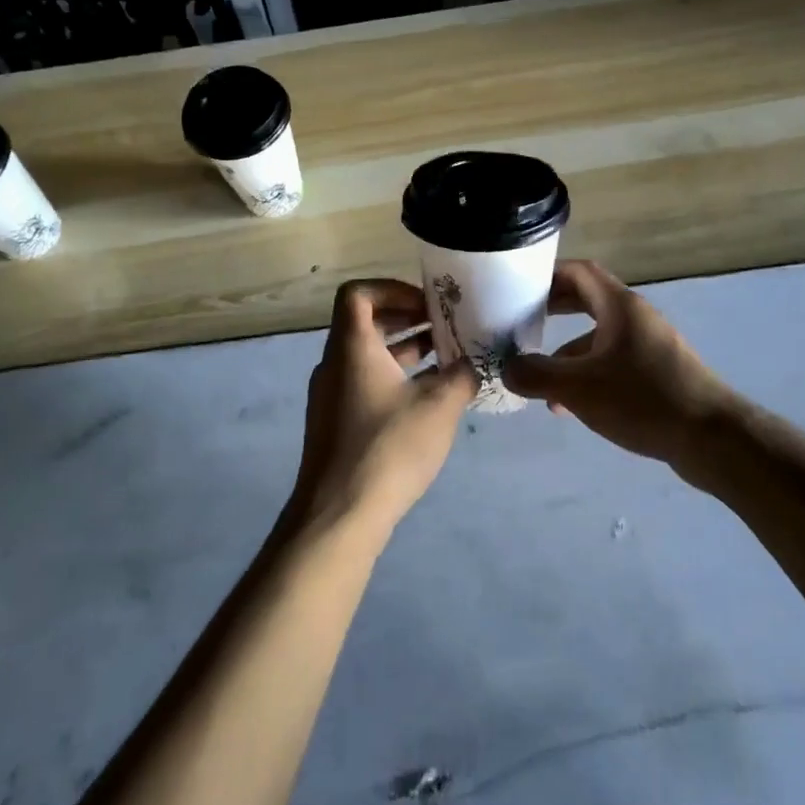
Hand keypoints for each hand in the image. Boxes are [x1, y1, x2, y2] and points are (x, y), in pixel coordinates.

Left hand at [295, 279, 477, 536]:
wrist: (338, 516)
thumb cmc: (388, 448)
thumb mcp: (438, 407)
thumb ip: (461, 376)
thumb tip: (473, 364)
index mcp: (352, 347)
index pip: (358, 293)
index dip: (392, 288)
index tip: (426, 305)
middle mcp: (335, 364)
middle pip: (366, 324)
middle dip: (408, 320)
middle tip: (445, 328)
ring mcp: (332, 396)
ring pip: (368, 357)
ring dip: (406, 352)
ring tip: (447, 361)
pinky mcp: (336, 424)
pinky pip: (365, 384)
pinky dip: (395, 379)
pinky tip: (428, 401)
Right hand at [503, 260, 734, 466]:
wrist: (712, 438)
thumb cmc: (642, 400)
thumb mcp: (578, 388)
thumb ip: (536, 375)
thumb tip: (507, 369)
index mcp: (619, 306)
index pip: (579, 271)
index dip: (547, 274)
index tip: (518, 287)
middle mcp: (636, 318)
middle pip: (587, 301)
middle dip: (552, 310)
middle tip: (521, 322)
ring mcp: (650, 345)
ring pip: (598, 337)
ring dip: (567, 352)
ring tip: (541, 381)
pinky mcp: (658, 373)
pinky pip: (613, 362)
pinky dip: (588, 374)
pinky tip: (572, 407)